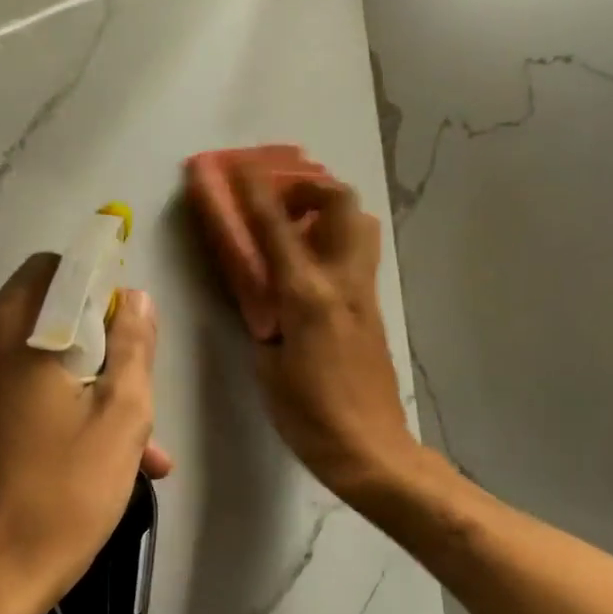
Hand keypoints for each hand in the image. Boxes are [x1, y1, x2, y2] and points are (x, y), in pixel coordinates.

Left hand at [0, 254, 172, 613]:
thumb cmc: (61, 494)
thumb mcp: (121, 418)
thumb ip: (133, 347)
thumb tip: (136, 299)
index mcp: (13, 328)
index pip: (60, 270)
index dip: (102, 290)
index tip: (128, 336)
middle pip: (44, 319)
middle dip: (95, 352)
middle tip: (135, 404)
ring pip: (27, 365)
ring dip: (75, 390)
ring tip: (124, 451)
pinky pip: (2, 399)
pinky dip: (40, 414)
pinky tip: (72, 465)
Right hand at [229, 166, 422, 502]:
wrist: (369, 448)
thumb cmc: (309, 415)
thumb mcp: (267, 366)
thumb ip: (263, 320)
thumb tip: (263, 297)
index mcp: (307, 296)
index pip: (277, 228)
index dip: (255, 191)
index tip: (238, 165)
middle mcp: (342, 282)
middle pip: (341, 204)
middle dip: (310, 186)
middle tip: (281, 201)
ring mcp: (364, 293)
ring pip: (359, 225)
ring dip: (328, 211)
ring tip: (298, 229)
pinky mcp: (374, 309)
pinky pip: (357, 256)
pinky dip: (334, 241)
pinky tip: (310, 268)